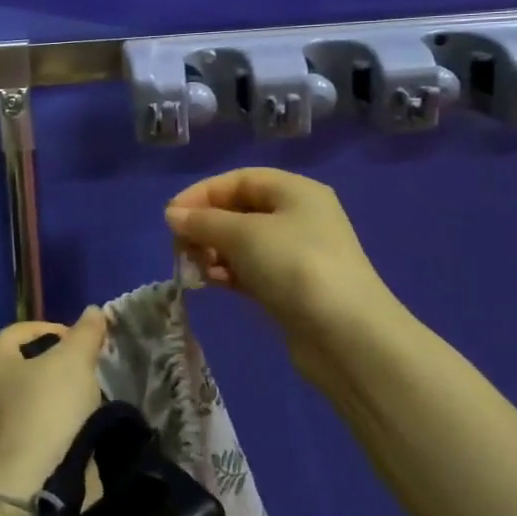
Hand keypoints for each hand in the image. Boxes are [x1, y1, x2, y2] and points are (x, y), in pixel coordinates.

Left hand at [0, 308, 106, 492]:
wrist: (36, 484)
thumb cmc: (48, 408)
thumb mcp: (74, 360)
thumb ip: (86, 332)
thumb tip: (94, 311)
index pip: (21, 330)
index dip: (55, 328)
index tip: (83, 341)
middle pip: (27, 363)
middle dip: (59, 361)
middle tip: (88, 365)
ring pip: (32, 395)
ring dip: (60, 392)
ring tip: (89, 395)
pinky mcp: (8, 456)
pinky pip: (36, 424)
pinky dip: (57, 420)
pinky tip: (79, 423)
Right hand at [165, 168, 398, 361]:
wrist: (346, 335)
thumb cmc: (295, 266)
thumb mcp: (244, 235)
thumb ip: (204, 221)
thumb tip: (172, 214)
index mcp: (295, 191)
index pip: (239, 180)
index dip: (202, 193)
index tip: (170, 217)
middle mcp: (298, 216)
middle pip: (240, 210)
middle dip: (206, 225)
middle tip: (180, 247)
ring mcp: (297, 254)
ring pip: (243, 243)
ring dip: (214, 251)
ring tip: (195, 268)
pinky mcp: (292, 287)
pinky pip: (251, 270)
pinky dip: (229, 272)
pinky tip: (213, 282)